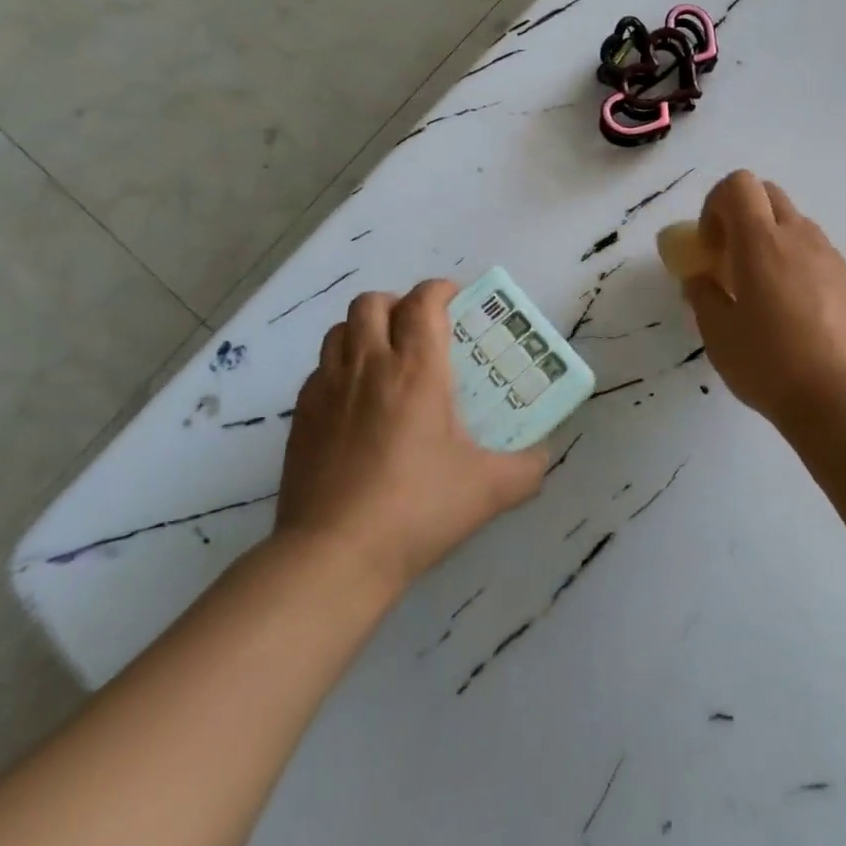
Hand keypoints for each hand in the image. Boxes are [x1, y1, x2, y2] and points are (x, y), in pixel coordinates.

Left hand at [274, 280, 546, 589]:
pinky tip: (354, 401)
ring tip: (385, 357)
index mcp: (416, 368)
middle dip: (398, 304)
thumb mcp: (489, 490)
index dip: (440, 290)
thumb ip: (527, 468)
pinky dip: (339, 367)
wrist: (335, 555)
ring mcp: (328, 387)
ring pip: (339, 329)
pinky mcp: (301, 415)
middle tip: (419, 330)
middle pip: (372, 302)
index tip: (456, 301)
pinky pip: (319, 369)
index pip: (423, 301)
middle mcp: (369, 364)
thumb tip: (543, 456)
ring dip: (364, 330)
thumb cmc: (417, 509)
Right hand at [681, 172, 845, 426]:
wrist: (842, 398)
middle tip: (730, 258)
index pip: (738, 185)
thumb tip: (700, 278)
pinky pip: (814, 249)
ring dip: (769, 236)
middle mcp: (797, 236)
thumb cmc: (769, 363)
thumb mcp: (717, 333)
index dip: (715, 205)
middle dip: (741, 213)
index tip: (710, 247)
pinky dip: (794, 259)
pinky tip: (790, 306)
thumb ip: (703, 295)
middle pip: (767, 193)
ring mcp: (828, 256)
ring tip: (760, 286)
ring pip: (793, 221)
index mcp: (760, 241)